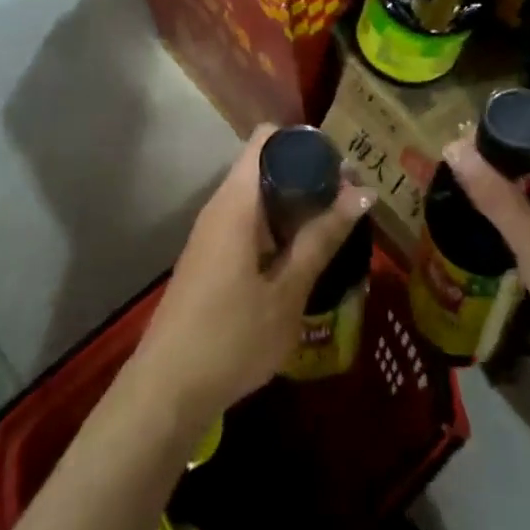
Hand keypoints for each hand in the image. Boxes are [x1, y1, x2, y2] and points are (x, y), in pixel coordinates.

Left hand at [129, 126, 371, 428]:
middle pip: (266, 164)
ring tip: (337, 223)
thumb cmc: (231, 337)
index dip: (306, 141)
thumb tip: (362, 191)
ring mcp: (212, 231)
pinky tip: (305, 252)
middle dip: (310, 173)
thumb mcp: (287, 291)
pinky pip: (250, 220)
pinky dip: (280, 225)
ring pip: (259, 194)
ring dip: (297, 202)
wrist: (167, 391)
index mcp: (236, 201)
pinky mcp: (211, 255)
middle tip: (351, 197)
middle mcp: (221, 205)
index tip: (342, 163)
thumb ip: (322, 237)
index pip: (268, 138)